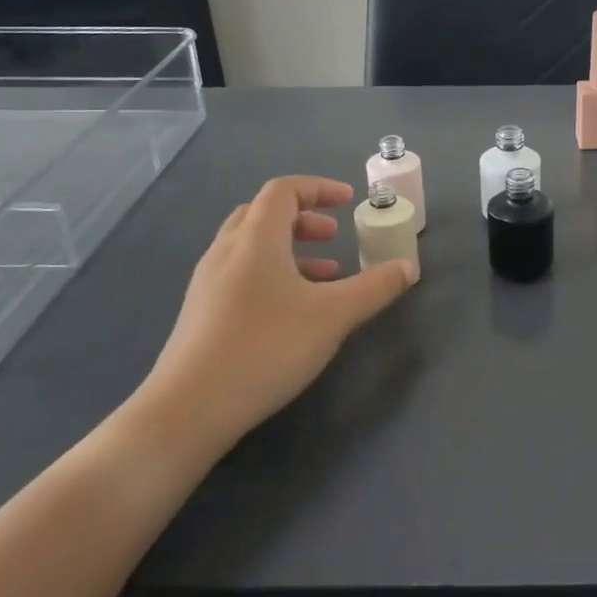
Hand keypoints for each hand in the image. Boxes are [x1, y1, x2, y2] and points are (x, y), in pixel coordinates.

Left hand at [133, 175, 416, 455]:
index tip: (348, 201)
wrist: (189, 408)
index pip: (283, 190)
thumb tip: (407, 267)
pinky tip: (293, 311)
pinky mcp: (201, 313)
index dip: (318, 188)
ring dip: (289, 249)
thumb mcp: (333, 316)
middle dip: (303, 218)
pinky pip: (241, 274)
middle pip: (263, 214)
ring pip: (251, 247)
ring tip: (325, 276)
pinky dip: (272, 274)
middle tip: (334, 236)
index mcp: (256, 239)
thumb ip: (374, 288)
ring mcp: (208, 283)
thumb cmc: (266, 348)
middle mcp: (226, 251)